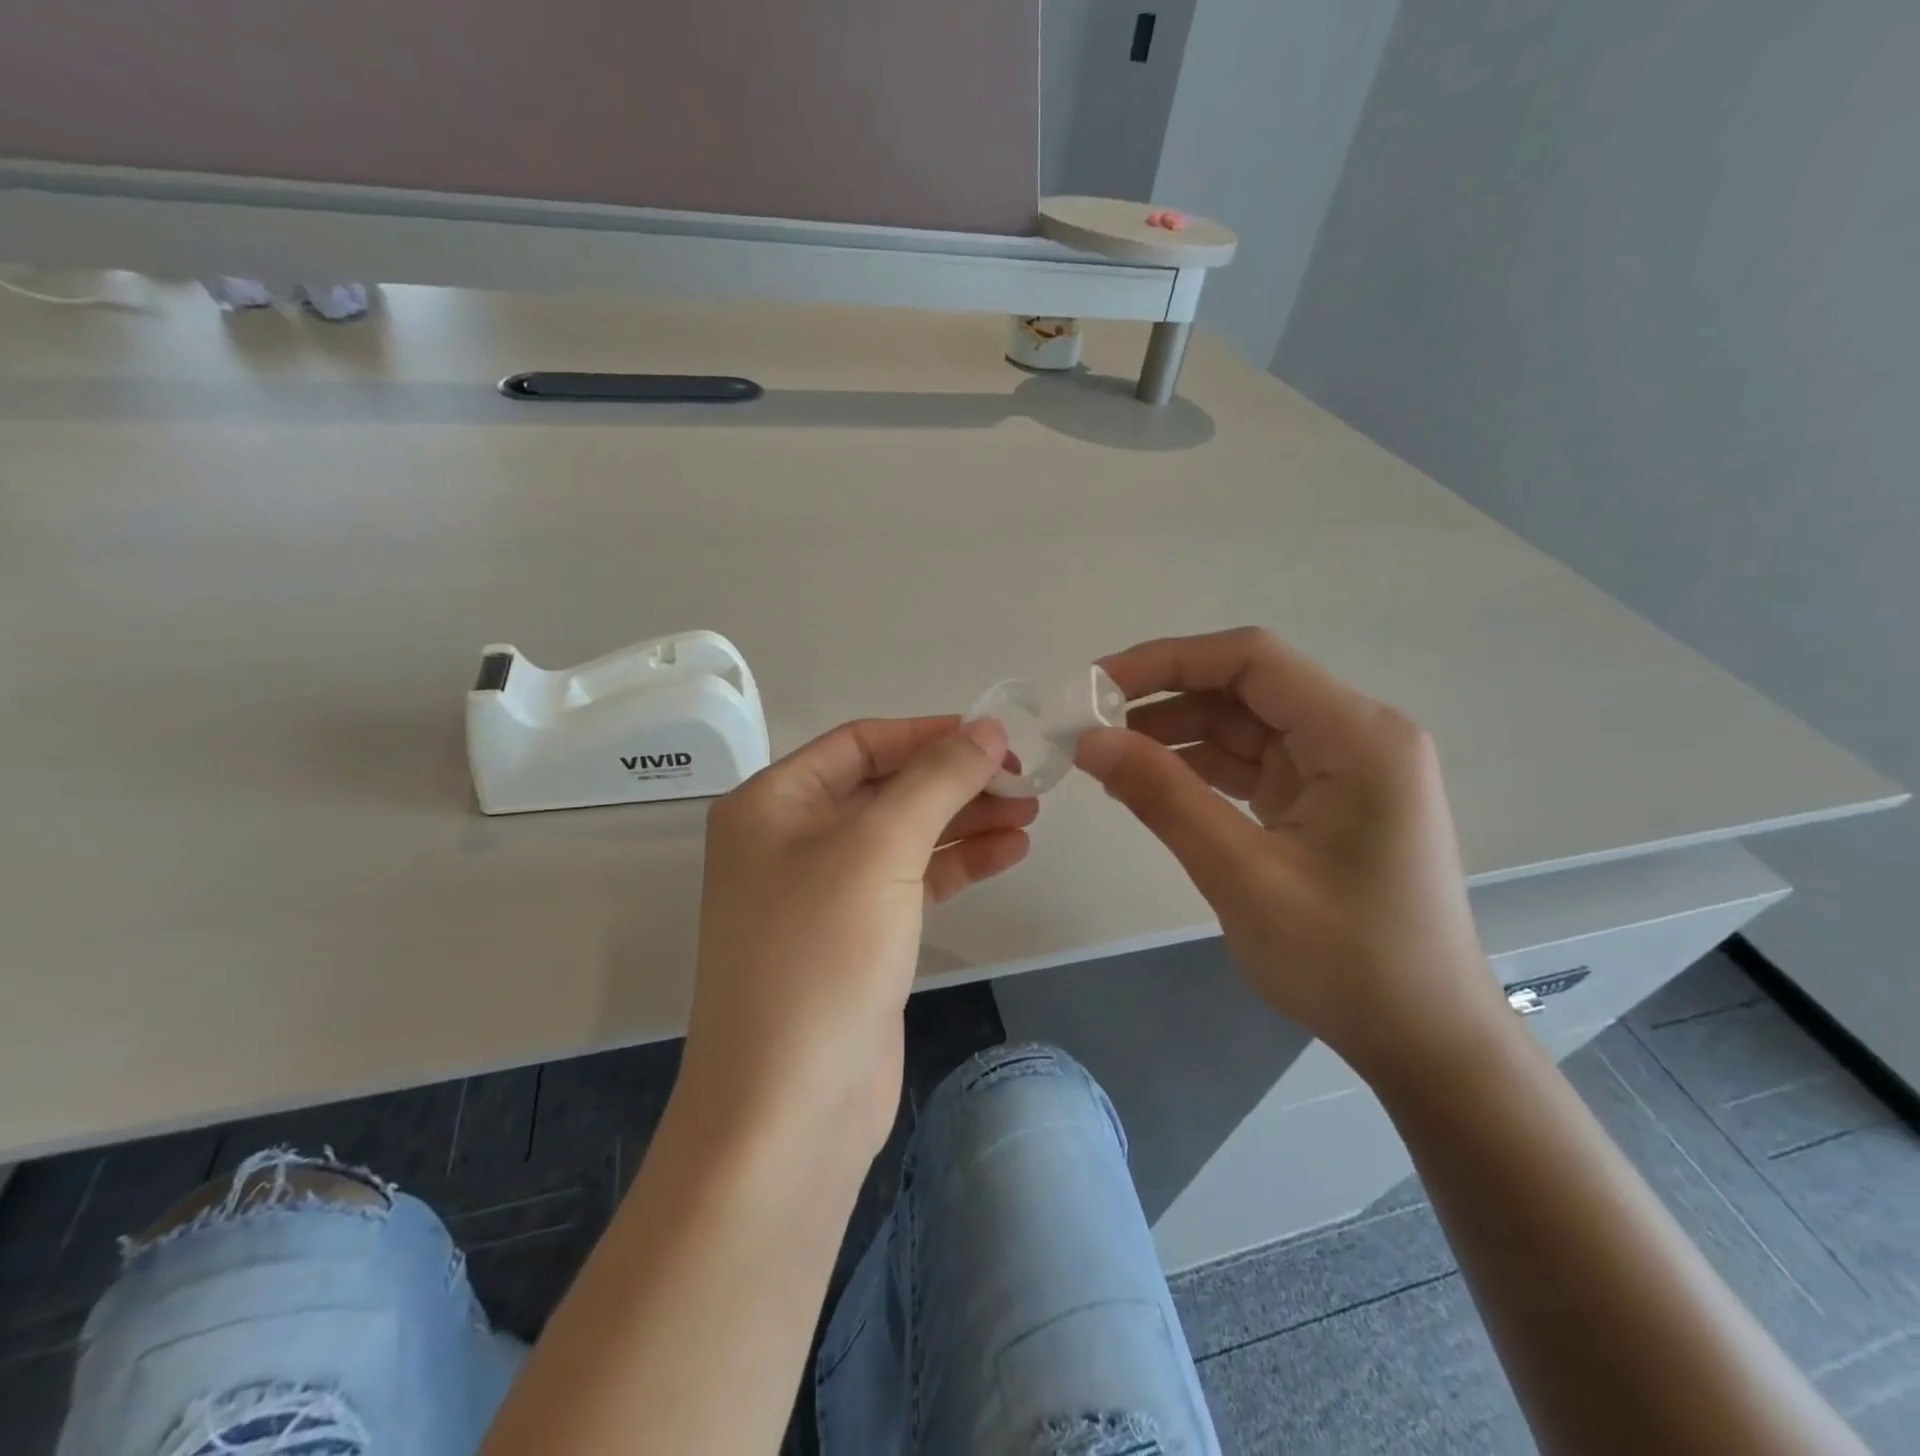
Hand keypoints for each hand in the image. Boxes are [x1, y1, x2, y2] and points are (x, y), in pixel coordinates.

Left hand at [679, 716, 1033, 1159]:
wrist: (790, 1110)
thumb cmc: (821, 958)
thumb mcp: (880, 850)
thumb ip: (937, 781)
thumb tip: (987, 729)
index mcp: (773, 804)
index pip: (861, 743)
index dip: (929, 734)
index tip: (996, 736)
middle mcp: (792, 840)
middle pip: (887, 788)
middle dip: (955, 781)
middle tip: (1025, 782)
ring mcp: (825, 892)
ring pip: (906, 835)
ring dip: (965, 821)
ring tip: (1030, 816)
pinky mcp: (858, 937)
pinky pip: (912, 881)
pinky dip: (958, 864)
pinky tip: (1008, 853)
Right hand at [1075, 628, 1505, 1079]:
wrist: (1424, 1040)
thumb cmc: (1348, 961)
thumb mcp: (1243, 876)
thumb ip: (1165, 798)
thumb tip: (1089, 742)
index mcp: (1358, 736)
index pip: (1251, 660)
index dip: (1167, 660)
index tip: (1098, 685)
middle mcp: (1356, 736)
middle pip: (1245, 688)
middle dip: (1164, 699)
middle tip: (1090, 725)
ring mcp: (1342, 768)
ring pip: (1243, 725)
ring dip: (1175, 735)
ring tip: (1107, 757)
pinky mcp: (1324, 800)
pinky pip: (1251, 763)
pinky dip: (1198, 768)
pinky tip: (1149, 782)